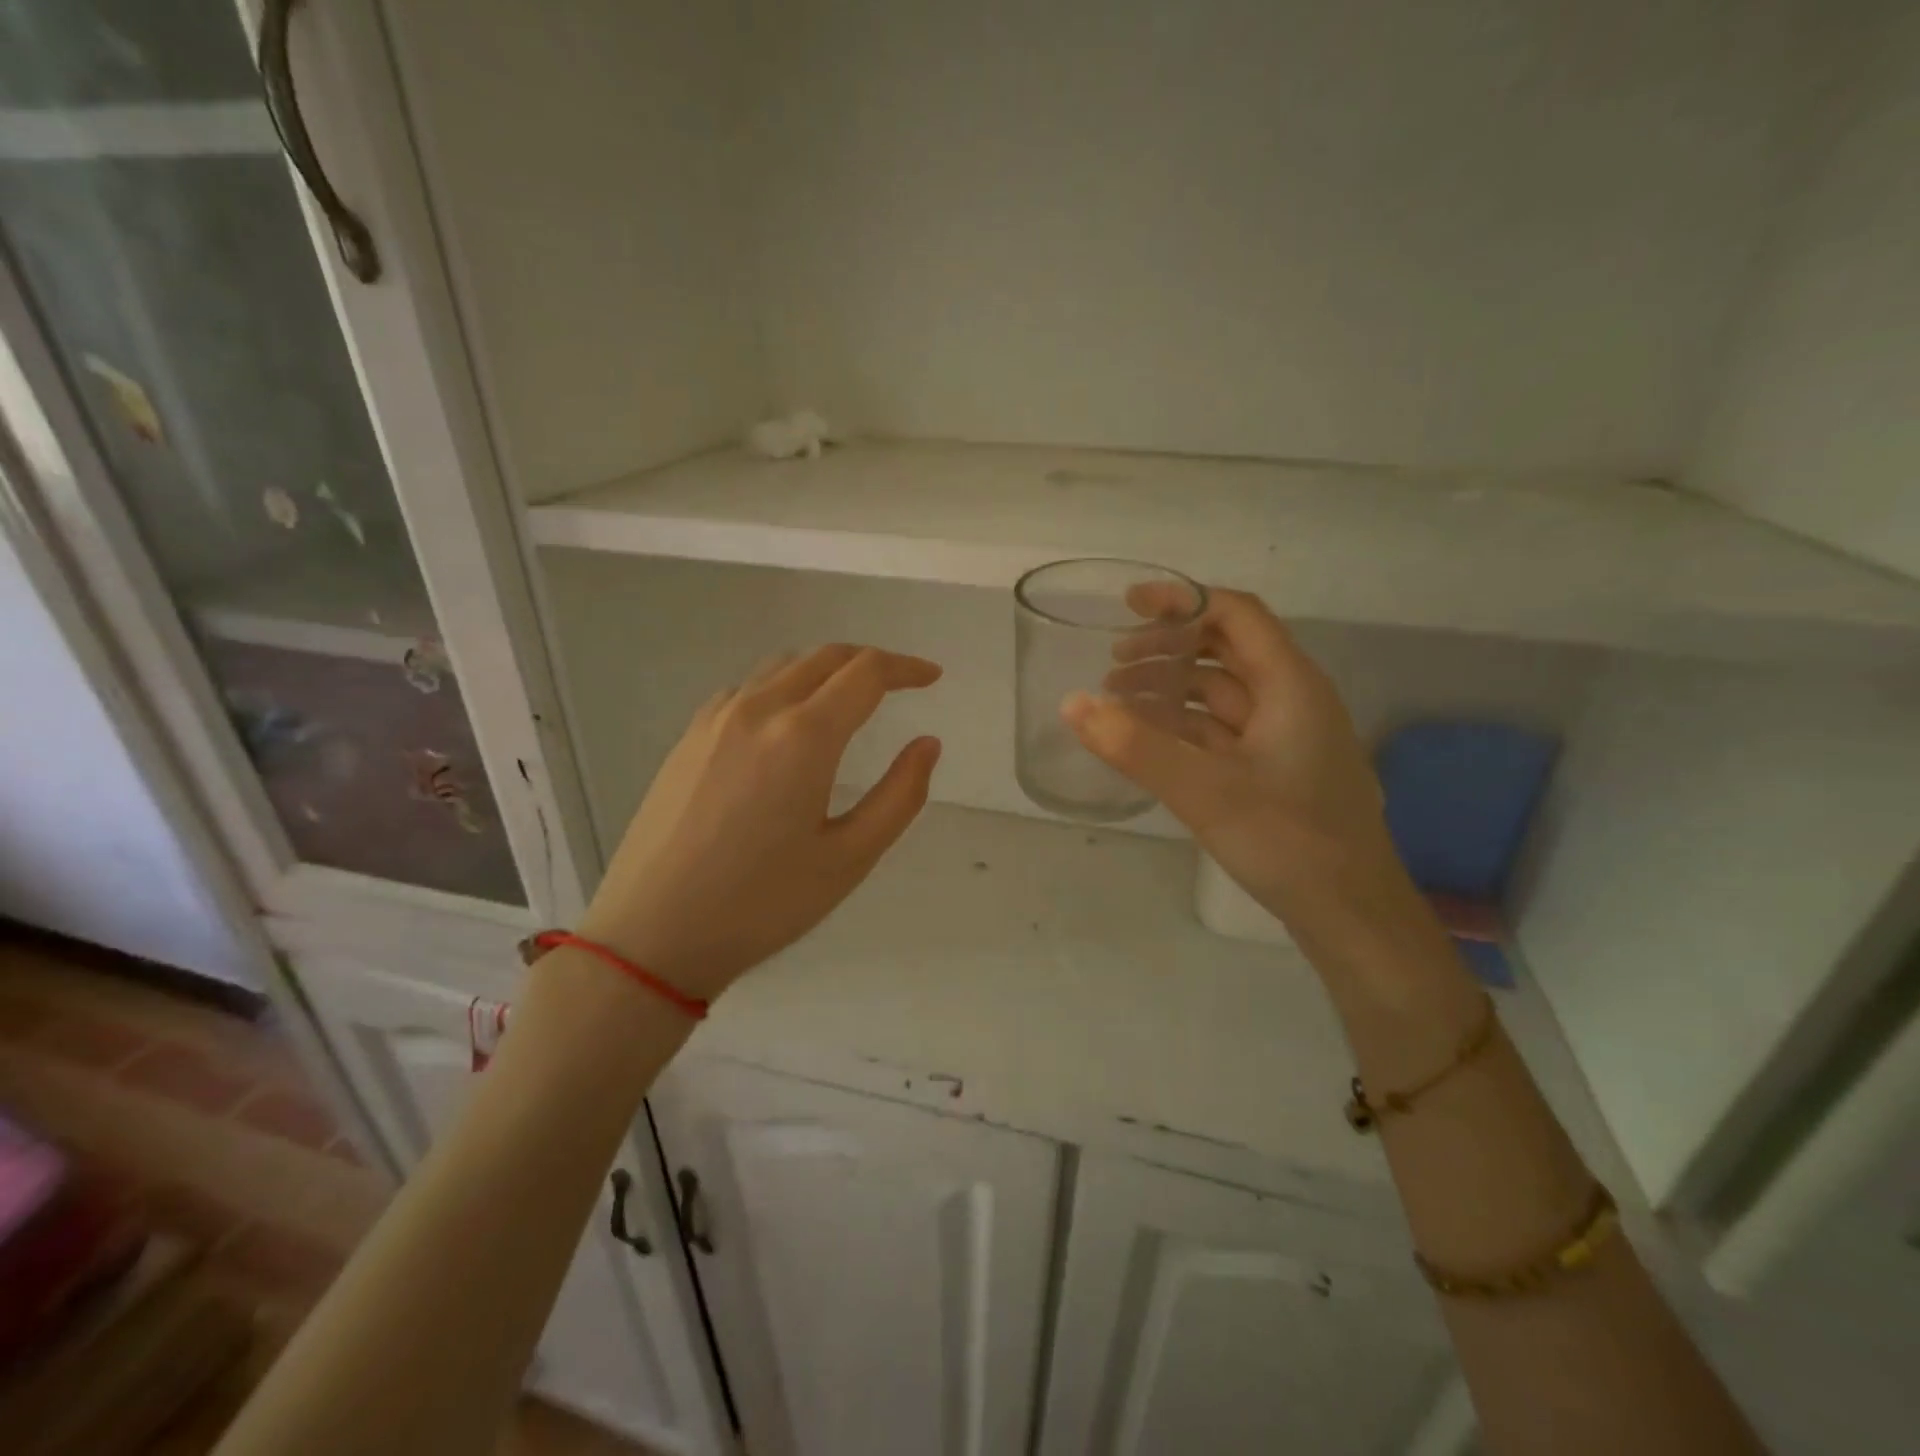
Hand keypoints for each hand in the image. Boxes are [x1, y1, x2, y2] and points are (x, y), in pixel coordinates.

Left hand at [580, 645, 942, 1000]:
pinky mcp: (688, 738)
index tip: (932, 677)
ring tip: (849, 701)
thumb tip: (927, 744)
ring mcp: (715, 720)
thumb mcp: (849, 858)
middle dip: (870, 662)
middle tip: (901, 683)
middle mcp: (757, 710)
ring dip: (825, 671)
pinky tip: (788, 725)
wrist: (651, 934)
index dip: (906, 668)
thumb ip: (900, 795)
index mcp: (802, 736)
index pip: (866, 673)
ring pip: (782, 667)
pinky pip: (747, 689)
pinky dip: (784, 687)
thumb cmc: (761, 904)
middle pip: (824, 658)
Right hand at [1064, 588, 1403, 926]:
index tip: (1127, 606)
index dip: (1182, 601)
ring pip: (1221, 694)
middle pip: (1225, 650)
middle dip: (1166, 649)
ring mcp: (1285, 737)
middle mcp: (1292, 699)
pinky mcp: (1275, 771)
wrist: (1351, 915)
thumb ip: (1135, 746)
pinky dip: (1184, 726)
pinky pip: (1222, 731)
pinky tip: (1149, 741)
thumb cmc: (1288, 841)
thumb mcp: (1204, 790)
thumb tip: (1072, 704)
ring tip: (1117, 702)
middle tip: (1111, 664)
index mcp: (1290, 684)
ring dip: (1171, 689)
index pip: (1235, 614)